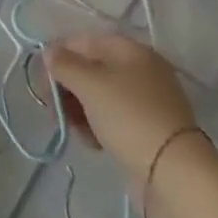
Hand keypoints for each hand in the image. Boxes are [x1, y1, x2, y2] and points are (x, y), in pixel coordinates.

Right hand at [43, 33, 198, 182]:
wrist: (175, 175)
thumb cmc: (129, 117)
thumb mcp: (90, 85)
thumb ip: (64, 64)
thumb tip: (49, 52)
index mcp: (130, 50)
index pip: (83, 41)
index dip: (58, 56)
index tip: (43, 82)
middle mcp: (140, 70)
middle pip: (91, 69)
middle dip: (68, 87)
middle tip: (53, 110)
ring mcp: (146, 101)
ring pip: (100, 96)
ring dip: (80, 109)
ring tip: (74, 130)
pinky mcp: (148, 130)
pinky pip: (113, 118)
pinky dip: (98, 125)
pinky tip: (92, 142)